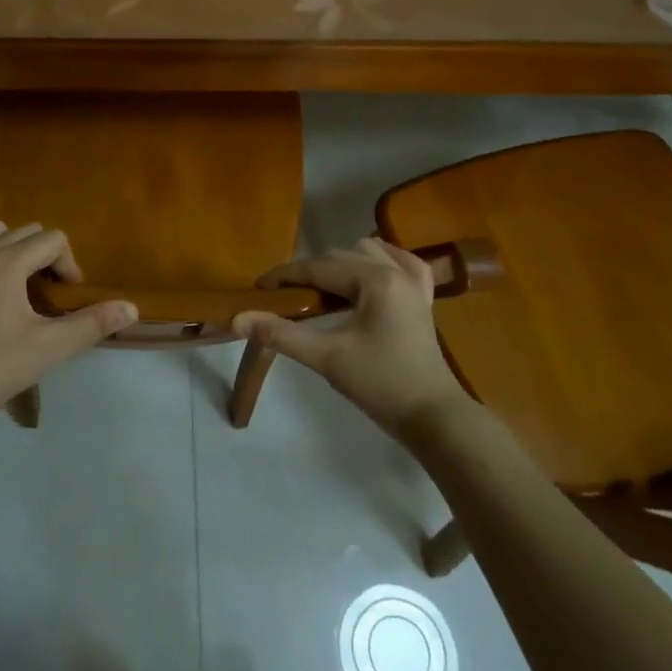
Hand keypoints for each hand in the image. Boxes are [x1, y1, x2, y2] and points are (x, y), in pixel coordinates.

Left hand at [0, 222, 135, 438]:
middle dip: (45, 256)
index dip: (68, 265)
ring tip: (19, 285)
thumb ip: (93, 323)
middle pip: (26, 231)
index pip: (52, 240)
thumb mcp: (51, 347)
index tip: (68, 297)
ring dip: (13, 249)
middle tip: (48, 293)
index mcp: (8, 263)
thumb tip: (131, 308)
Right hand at [232, 238, 467, 437]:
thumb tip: (238, 318)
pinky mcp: (423, 299)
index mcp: (374, 280)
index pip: (318, 267)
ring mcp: (413, 283)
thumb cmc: (380, 384)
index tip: (259, 288)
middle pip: (340, 257)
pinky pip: (402, 263)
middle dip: (309, 272)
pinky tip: (368, 273)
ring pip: (369, 252)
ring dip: (341, 264)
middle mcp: (395, 272)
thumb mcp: (326, 358)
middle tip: (284, 297)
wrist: (433, 417)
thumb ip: (281, 334)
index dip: (285, 276)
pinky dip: (381, 261)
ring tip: (321, 290)